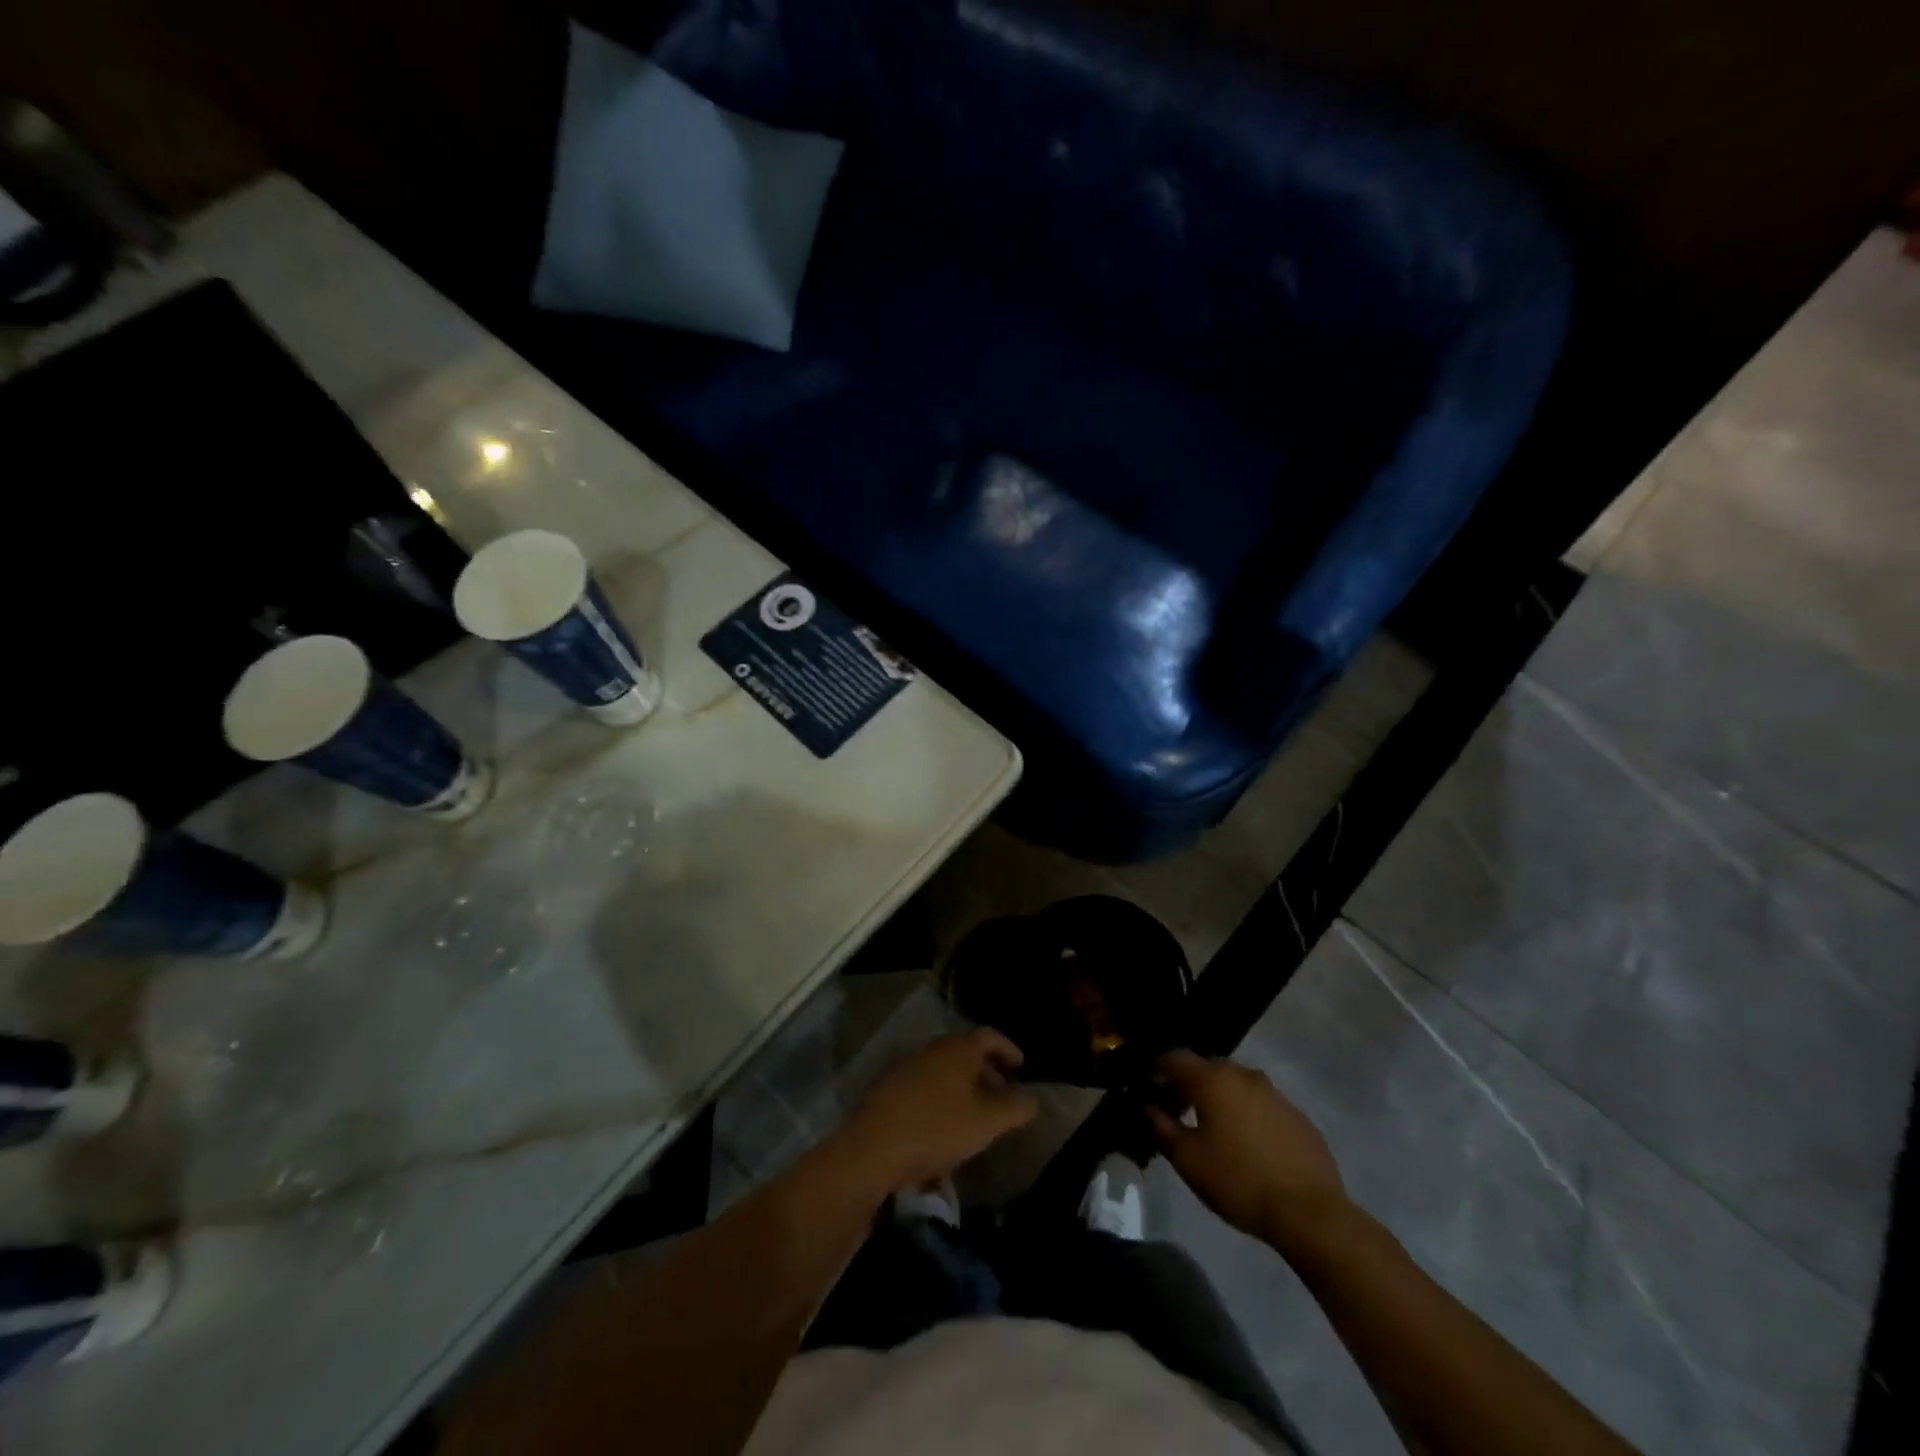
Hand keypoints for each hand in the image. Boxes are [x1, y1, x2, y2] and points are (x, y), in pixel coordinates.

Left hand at [839, 1029, 1039, 1192]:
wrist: (872, 1148)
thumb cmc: (937, 1128)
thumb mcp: (987, 1122)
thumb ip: (1015, 1108)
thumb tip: (1033, 1098)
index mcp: (957, 1048)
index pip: (989, 1036)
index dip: (1008, 1049)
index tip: (1021, 1068)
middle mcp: (931, 1048)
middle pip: (965, 1052)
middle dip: (986, 1071)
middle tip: (1001, 1095)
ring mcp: (906, 1066)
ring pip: (943, 1069)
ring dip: (962, 1086)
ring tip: (974, 1115)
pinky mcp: (887, 1088)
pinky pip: (923, 1085)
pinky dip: (939, 1097)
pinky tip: (942, 1127)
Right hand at [1147, 1049, 1348, 1254]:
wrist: (1310, 1213)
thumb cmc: (1239, 1181)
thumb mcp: (1188, 1159)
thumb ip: (1162, 1127)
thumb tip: (1150, 1108)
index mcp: (1213, 1080)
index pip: (1174, 1058)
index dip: (1156, 1070)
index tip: (1147, 1089)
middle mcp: (1244, 1075)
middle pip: (1206, 1068)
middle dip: (1187, 1084)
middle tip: (1175, 1110)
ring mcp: (1275, 1093)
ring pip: (1235, 1085)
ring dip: (1218, 1098)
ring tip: (1210, 1128)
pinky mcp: (1297, 1116)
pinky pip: (1260, 1104)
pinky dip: (1245, 1113)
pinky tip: (1246, 1143)